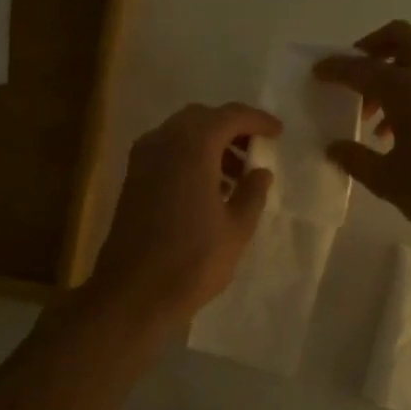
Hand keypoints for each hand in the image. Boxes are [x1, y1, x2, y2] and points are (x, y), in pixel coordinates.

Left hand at [83, 102, 281, 333]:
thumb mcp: (236, 229)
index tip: (277, 132)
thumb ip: (252, 193)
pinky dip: (190, 156)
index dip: (256, 120)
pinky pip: (166, 151)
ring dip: (210, 143)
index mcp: (192, 148)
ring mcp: (143, 160)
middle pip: (201, 118)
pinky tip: (208, 187)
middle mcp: (163, 143)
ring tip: (236, 174)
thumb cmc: (192, 261)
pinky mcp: (133, 179)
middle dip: (231, 127)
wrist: (133, 293)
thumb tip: (260, 171)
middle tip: (256, 149)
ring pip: (181, 133)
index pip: (229, 116)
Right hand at [315, 21, 410, 251]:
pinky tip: (401, 135)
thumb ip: (356, 159)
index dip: (335, 68)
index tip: (317, 72)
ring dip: (392, 76)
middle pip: (399, 39)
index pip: (361, 67)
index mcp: (408, 88)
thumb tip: (334, 147)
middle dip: (370, 49)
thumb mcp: (389, 181)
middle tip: (352, 77)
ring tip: (372, 121)